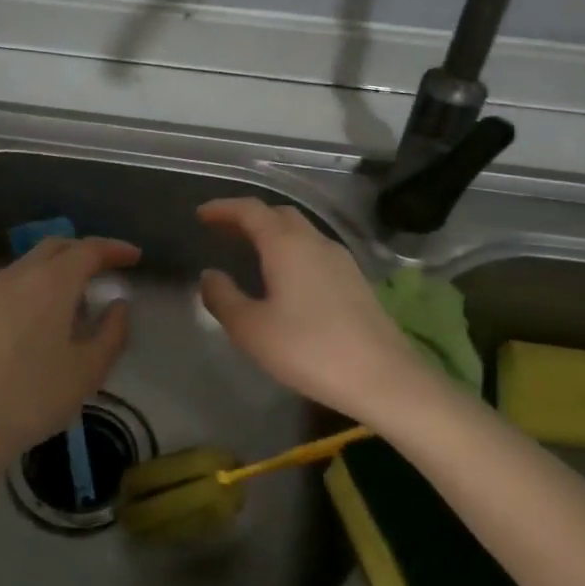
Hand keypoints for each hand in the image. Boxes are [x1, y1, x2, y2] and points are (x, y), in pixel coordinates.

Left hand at [0, 235, 140, 491]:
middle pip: (55, 247)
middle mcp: (17, 276)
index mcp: (51, 282)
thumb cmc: (33, 397)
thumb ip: (112, 332)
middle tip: (106, 271)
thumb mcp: (88, 371)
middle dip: (84, 252)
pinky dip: (34, 288)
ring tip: (75, 302)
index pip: (88, 250)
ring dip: (57, 270)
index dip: (114, 250)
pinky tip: (39, 322)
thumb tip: (118, 306)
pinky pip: (11, 286)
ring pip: (29, 265)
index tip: (134, 257)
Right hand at [197, 198, 433, 425]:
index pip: (251, 210)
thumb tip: (210, 275)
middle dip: (248, 217)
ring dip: (272, 234)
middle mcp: (315, 242)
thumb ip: (223, 298)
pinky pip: (314, 251)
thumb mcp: (251, 329)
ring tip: (250, 252)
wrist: (382, 377)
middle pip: (279, 214)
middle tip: (223, 231)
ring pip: (300, 232)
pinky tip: (285, 277)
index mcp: (286, 244)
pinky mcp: (355, 280)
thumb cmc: (308, 349)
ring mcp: (340, 260)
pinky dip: (291, 251)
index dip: (223, 208)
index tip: (202, 214)